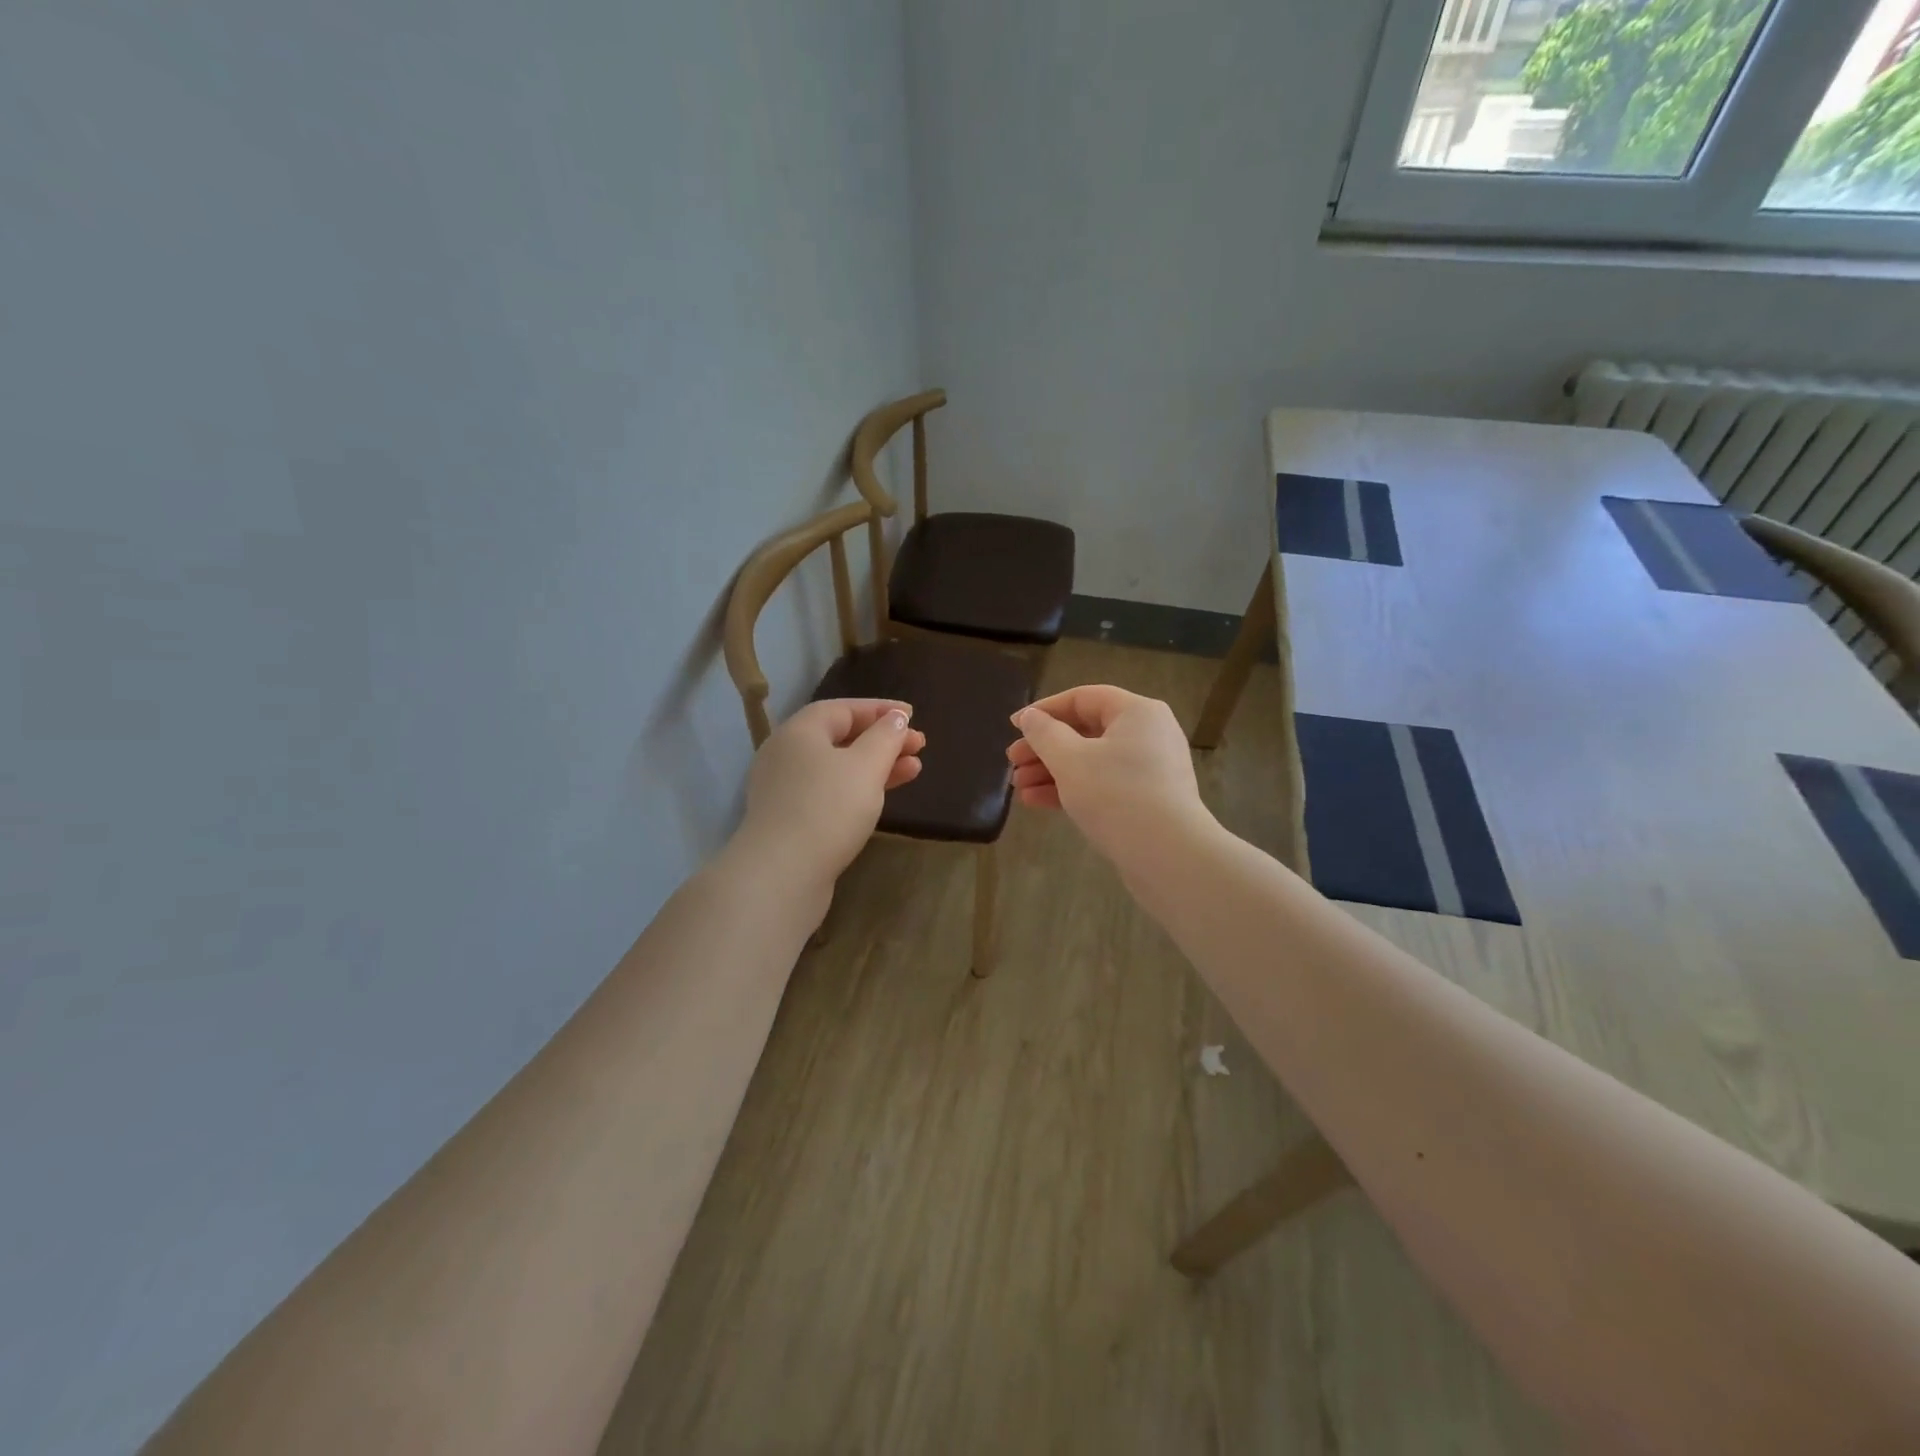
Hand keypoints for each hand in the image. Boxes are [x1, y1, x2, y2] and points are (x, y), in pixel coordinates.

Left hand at [735, 698, 925, 889]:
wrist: (782, 874)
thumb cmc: (828, 808)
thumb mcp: (866, 766)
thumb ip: (885, 737)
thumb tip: (896, 718)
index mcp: (799, 731)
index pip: (843, 709)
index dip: (880, 709)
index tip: (913, 715)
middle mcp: (786, 755)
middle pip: (840, 737)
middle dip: (882, 740)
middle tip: (919, 746)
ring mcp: (785, 790)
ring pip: (838, 768)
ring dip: (877, 766)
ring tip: (914, 770)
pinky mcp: (790, 820)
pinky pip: (830, 792)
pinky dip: (859, 789)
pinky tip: (883, 797)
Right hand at [1006, 685, 1210, 864]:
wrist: (1168, 856)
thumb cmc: (1116, 795)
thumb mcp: (1070, 759)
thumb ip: (1044, 733)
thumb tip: (1029, 716)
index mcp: (1136, 712)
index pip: (1083, 698)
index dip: (1044, 710)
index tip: (1014, 726)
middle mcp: (1148, 734)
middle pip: (1086, 731)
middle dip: (1044, 747)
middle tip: (1013, 762)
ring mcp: (1150, 769)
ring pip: (1092, 761)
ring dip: (1052, 771)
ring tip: (1019, 787)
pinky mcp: (1148, 800)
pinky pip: (1104, 785)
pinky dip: (1072, 789)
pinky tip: (1037, 802)